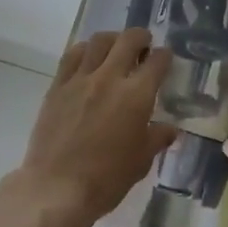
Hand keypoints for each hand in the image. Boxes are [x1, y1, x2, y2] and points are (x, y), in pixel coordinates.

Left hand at [13, 29, 175, 226]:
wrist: (56, 188)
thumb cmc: (106, 179)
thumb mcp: (140, 162)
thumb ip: (157, 138)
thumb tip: (171, 128)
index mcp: (136, 96)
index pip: (156, 62)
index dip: (164, 56)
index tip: (165, 58)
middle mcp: (109, 78)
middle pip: (128, 40)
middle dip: (141, 37)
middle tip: (144, 44)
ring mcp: (81, 79)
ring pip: (99, 41)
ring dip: (113, 39)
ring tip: (116, 47)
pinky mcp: (58, 86)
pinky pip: (72, 55)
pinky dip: (85, 50)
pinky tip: (88, 57)